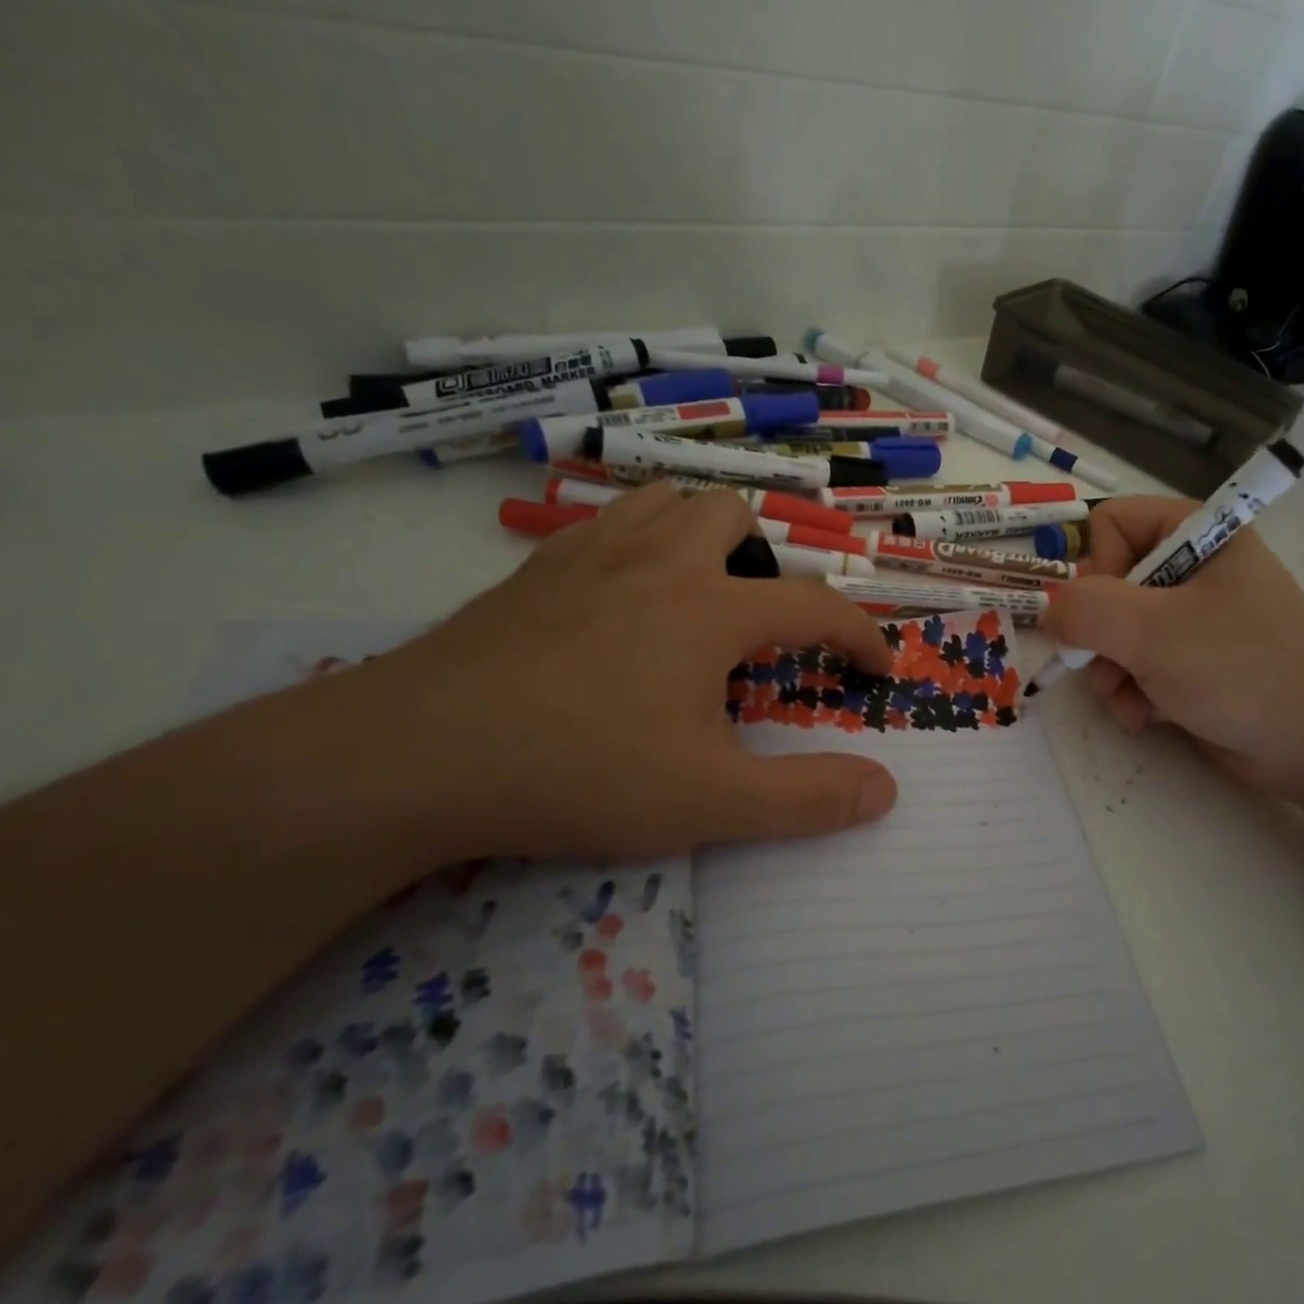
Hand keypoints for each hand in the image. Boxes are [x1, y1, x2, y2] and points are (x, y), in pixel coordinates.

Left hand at [338, 483, 898, 863]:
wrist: (417, 756)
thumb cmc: (581, 772)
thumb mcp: (710, 803)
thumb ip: (807, 799)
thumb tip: (886, 791)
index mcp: (711, 608)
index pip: (815, 606)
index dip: (859, 635)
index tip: (877, 668)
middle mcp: (659, 561)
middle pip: (735, 517)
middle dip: (768, 562)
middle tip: (758, 627)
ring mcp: (591, 554)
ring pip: (668, 501)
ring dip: (702, 535)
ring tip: (700, 594)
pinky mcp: (535, 568)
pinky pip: (605, 522)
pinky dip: (638, 542)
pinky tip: (622, 596)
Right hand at [1042, 496, 1303, 801]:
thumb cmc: (1243, 668)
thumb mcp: (1155, 632)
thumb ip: (1086, 611)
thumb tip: (1046, 609)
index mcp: (1195, 535)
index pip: (1111, 523)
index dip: (1099, 567)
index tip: (1112, 611)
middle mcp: (1190, 570)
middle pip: (1105, 584)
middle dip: (1100, 635)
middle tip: (1110, 666)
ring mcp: (1189, 619)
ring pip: (1113, 632)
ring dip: (1112, 672)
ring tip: (1131, 700)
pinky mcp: (1189, 664)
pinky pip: (1135, 666)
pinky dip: (1132, 693)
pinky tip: (1148, 716)